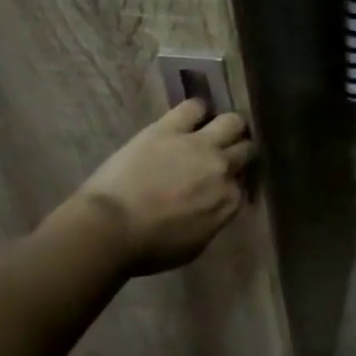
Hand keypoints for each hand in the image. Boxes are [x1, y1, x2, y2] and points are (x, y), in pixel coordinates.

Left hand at [56, 99, 255, 272]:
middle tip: (224, 156)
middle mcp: (222, 168)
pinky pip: (194, 106)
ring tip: (214, 130)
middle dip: (238, 152)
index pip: (242, 184)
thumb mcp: (194, 245)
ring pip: (232, 122)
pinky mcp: (170, 128)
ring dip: (227, 127)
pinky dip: (196, 111)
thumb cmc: (148, 248)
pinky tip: (189, 118)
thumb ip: (214, 220)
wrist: (109, 229)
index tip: (221, 185)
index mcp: (228, 201)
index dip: (232, 182)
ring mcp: (199, 145)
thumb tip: (216, 206)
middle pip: (246, 149)